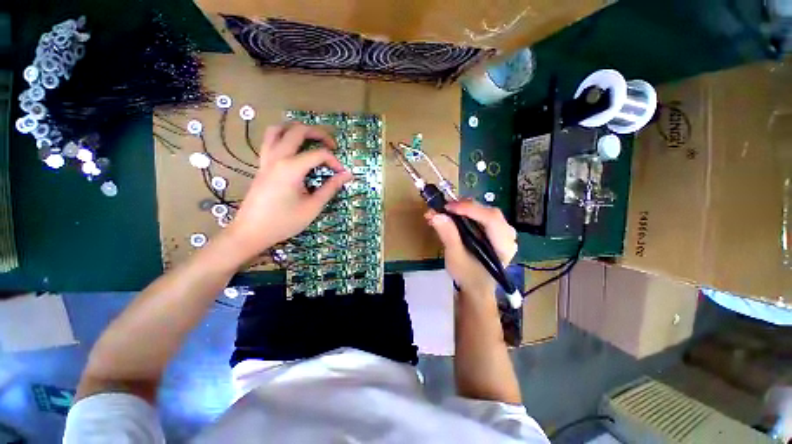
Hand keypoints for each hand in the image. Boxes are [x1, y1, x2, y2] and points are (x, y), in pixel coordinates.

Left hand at [225, 123, 352, 260]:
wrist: (252, 231)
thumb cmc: (284, 221)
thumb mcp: (313, 207)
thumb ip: (330, 188)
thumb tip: (347, 175)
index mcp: (291, 168)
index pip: (319, 154)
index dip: (334, 161)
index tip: (342, 174)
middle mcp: (277, 157)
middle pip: (298, 130)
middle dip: (318, 133)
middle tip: (331, 145)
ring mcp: (266, 159)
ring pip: (278, 129)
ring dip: (297, 129)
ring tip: (311, 139)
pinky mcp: (262, 165)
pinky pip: (270, 140)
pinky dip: (284, 137)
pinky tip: (294, 149)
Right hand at [426, 201, 517, 296]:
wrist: (475, 286)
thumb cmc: (467, 275)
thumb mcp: (455, 257)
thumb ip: (448, 235)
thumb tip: (435, 214)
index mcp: (503, 246)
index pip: (491, 219)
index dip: (469, 209)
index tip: (447, 207)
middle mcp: (508, 235)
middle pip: (489, 212)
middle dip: (465, 206)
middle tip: (444, 205)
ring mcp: (503, 231)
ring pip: (485, 211)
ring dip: (465, 207)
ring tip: (447, 208)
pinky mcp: (495, 229)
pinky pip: (482, 215)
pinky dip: (467, 211)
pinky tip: (455, 212)